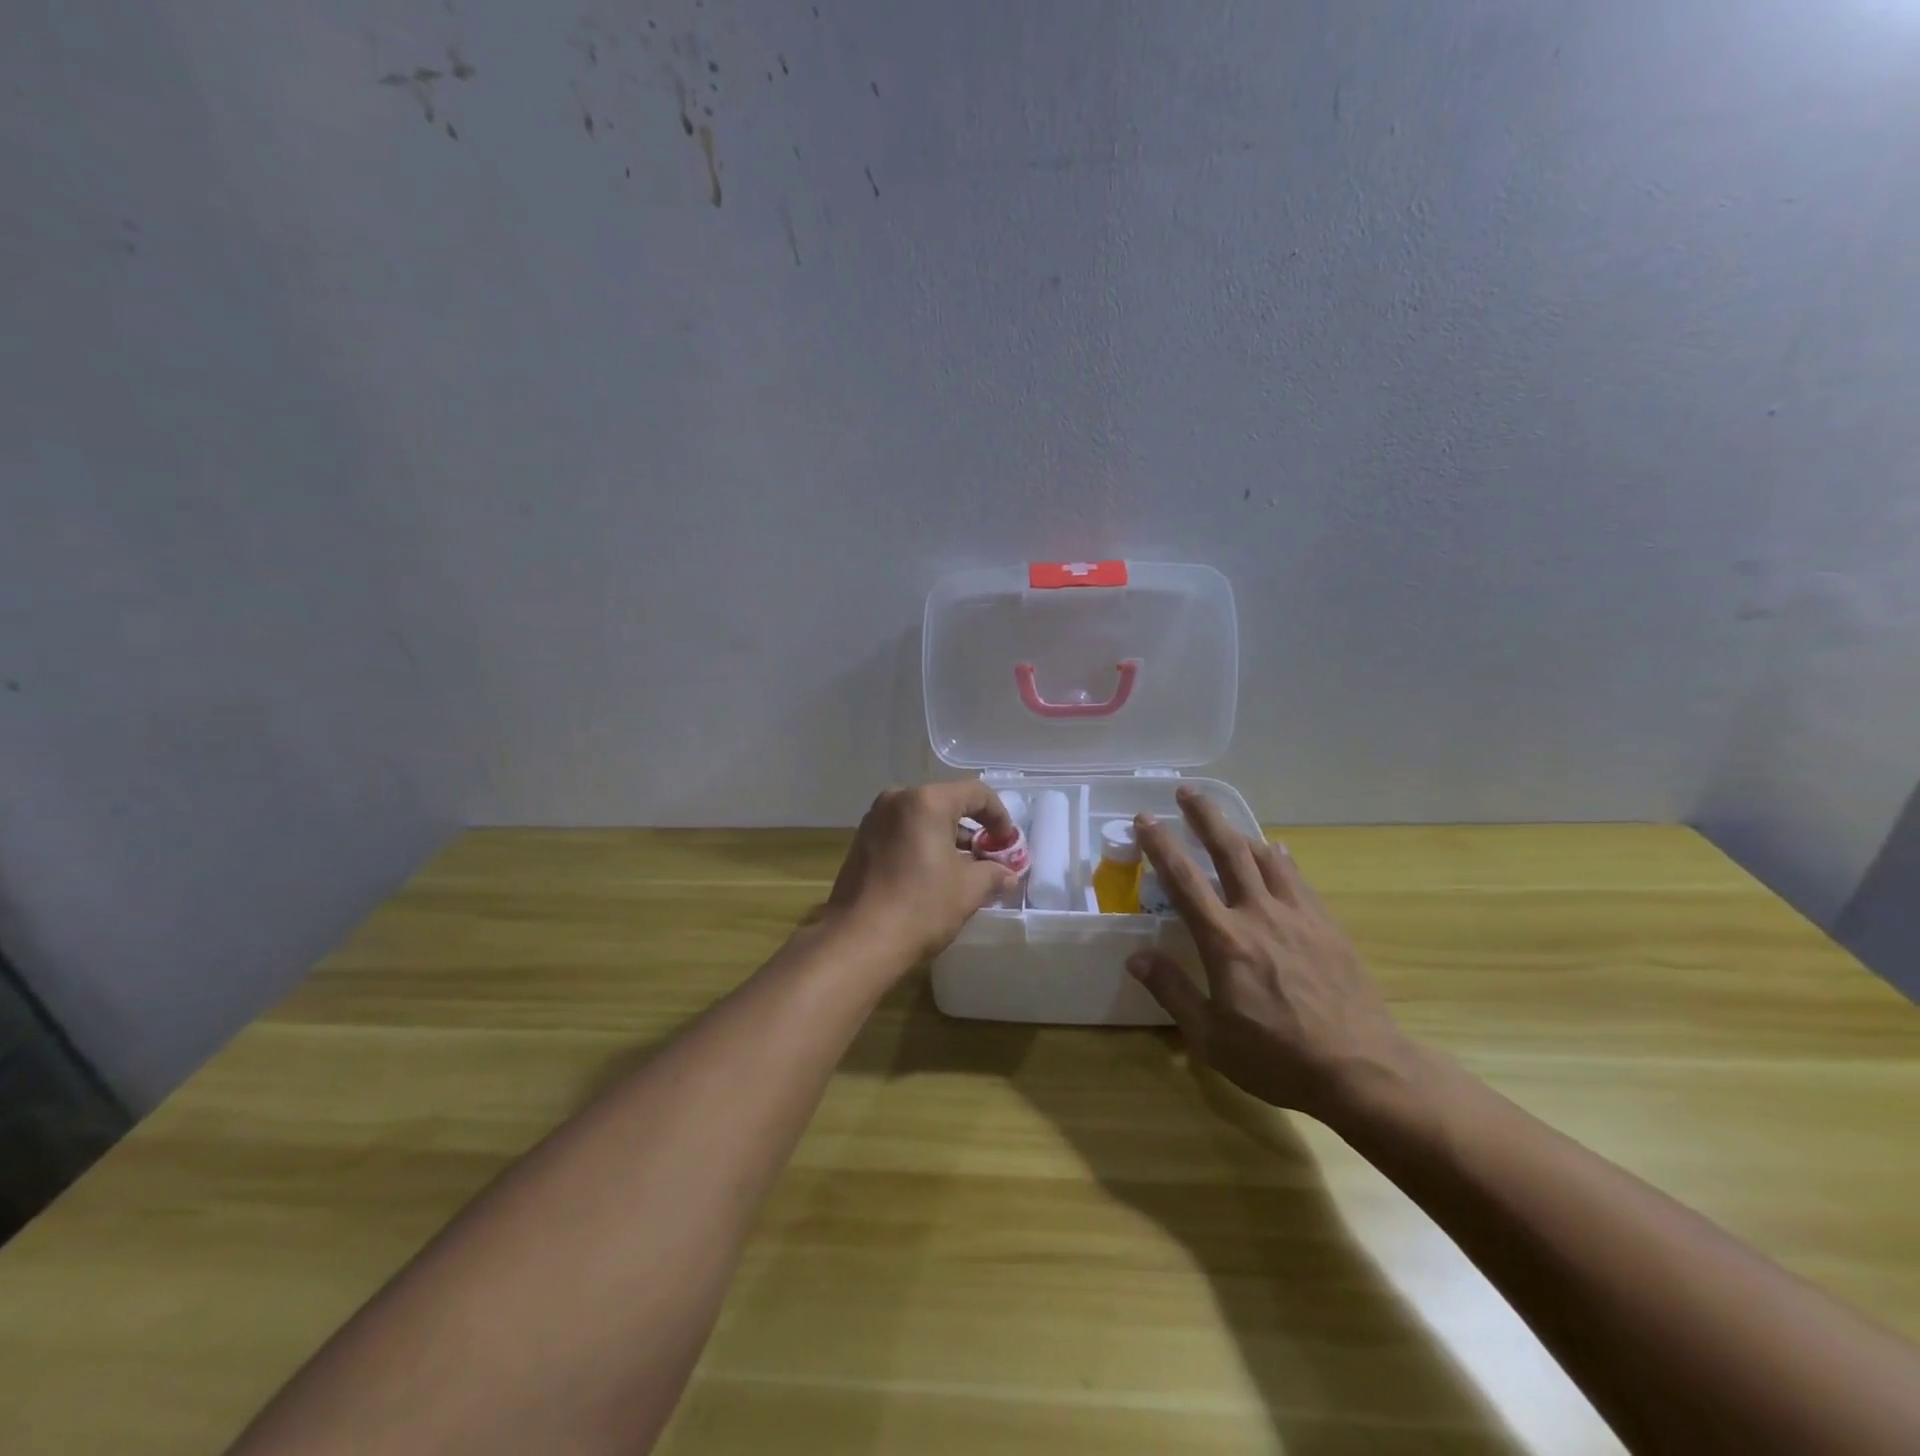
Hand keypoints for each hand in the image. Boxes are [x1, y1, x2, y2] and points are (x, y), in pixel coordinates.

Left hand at [825, 782, 1018, 967]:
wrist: (859, 941)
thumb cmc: (921, 906)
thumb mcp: (969, 889)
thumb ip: (994, 873)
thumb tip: (1007, 875)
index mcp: (926, 802)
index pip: (976, 793)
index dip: (999, 816)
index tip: (1008, 844)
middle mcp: (896, 800)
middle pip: (946, 803)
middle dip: (972, 829)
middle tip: (989, 858)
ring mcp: (874, 821)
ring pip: (922, 819)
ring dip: (946, 839)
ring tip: (964, 871)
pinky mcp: (860, 843)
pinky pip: (902, 834)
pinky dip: (922, 846)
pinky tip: (932, 877)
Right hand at [1126, 786, 1415, 1123]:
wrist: (1362, 1068)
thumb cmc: (1277, 1058)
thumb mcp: (1211, 1038)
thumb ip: (1172, 992)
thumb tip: (1136, 958)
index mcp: (1224, 940)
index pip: (1184, 880)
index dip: (1161, 845)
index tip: (1144, 818)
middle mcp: (1259, 915)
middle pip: (1228, 851)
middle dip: (1204, 816)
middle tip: (1187, 791)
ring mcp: (1298, 916)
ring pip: (1266, 858)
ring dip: (1241, 832)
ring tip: (1226, 821)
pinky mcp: (1327, 925)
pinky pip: (1298, 878)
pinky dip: (1281, 859)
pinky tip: (1278, 852)